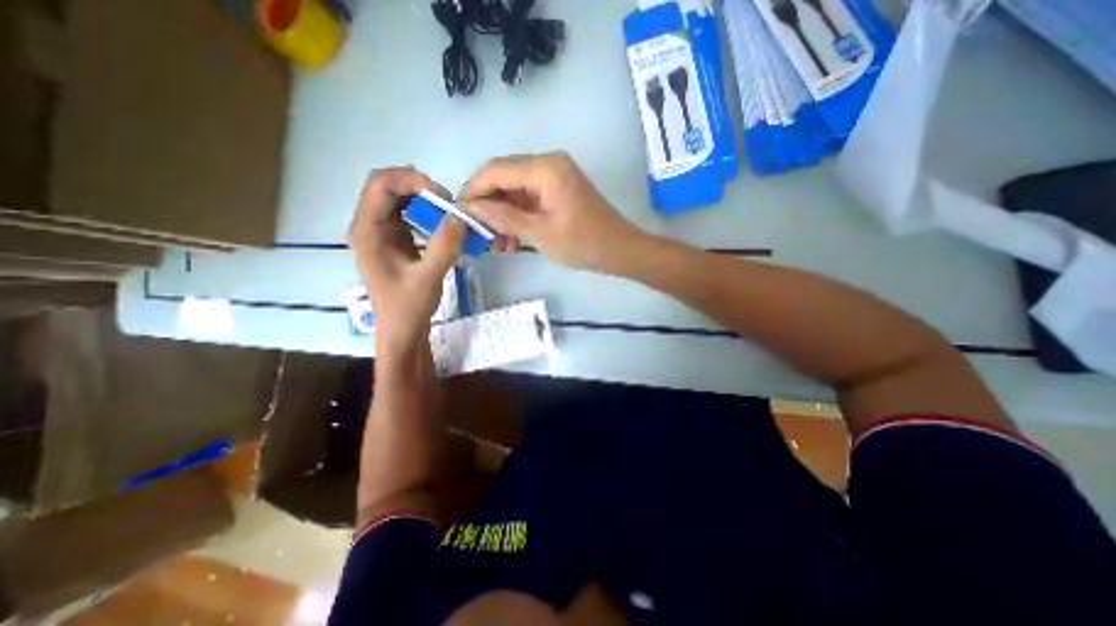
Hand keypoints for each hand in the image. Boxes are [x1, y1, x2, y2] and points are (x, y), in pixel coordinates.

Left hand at [351, 167, 465, 352]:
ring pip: (398, 198)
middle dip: (418, 187)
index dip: (411, 181)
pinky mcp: (394, 239)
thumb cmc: (408, 307)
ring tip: (447, 211)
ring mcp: (381, 232)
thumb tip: (460, 216)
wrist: (403, 329)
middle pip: (387, 186)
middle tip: (448, 201)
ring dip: (423, 198)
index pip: (380, 185)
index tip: (442, 195)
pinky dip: (425, 211)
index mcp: (367, 231)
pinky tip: (441, 223)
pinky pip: (407, 213)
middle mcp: (369, 225)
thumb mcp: (429, 278)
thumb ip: (444, 247)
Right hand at [459, 152, 635, 271]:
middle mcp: (548, 163)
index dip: (473, 190)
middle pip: (504, 177)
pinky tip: (511, 239)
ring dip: (502, 214)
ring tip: (495, 243)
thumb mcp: (539, 234)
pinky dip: (518, 216)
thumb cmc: (583, 244)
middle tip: (477, 232)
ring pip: (515, 190)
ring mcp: (554, 176)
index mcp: (545, 168)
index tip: (457, 212)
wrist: (619, 250)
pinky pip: (529, 198)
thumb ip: (503, 218)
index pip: (495, 170)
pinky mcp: (558, 189)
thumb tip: (471, 208)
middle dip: (487, 205)